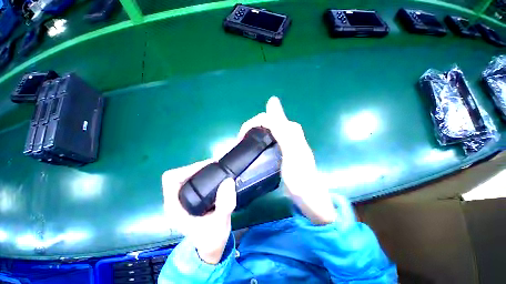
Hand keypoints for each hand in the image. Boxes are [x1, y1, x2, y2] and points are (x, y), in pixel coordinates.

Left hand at [162, 161, 236, 263]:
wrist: (211, 245)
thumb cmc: (212, 238)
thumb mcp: (220, 223)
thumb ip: (224, 205)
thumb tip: (228, 181)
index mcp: (175, 208)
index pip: (171, 180)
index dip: (186, 170)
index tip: (206, 168)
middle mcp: (176, 201)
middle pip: (179, 174)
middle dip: (196, 167)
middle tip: (214, 166)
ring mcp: (182, 199)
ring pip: (186, 175)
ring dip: (200, 169)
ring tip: (216, 168)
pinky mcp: (190, 197)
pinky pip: (193, 180)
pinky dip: (203, 174)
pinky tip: (214, 175)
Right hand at [239, 97, 336, 224]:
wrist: (308, 194)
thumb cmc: (299, 175)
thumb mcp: (291, 150)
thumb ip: (282, 127)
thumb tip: (272, 100)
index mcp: (289, 129)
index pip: (266, 118)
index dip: (251, 125)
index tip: (240, 139)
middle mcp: (288, 131)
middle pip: (264, 123)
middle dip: (250, 130)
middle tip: (241, 144)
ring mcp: (285, 140)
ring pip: (265, 130)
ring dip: (252, 135)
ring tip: (244, 146)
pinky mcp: (282, 148)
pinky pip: (267, 139)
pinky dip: (258, 141)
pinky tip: (254, 149)